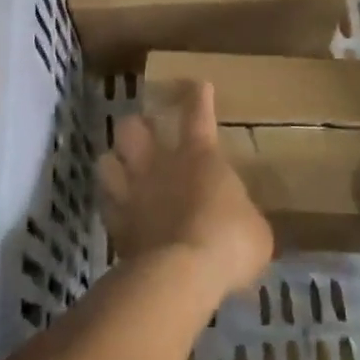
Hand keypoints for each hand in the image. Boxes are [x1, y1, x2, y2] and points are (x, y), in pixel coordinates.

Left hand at [97, 81, 273, 301]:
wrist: (182, 274)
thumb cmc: (230, 242)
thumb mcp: (255, 229)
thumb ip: (241, 214)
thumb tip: (240, 219)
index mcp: (200, 157)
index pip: (198, 115)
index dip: (198, 98)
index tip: (198, 85)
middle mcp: (159, 165)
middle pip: (133, 127)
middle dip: (138, 126)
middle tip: (145, 132)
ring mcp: (131, 193)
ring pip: (106, 160)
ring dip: (114, 162)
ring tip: (121, 169)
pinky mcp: (115, 224)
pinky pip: (104, 204)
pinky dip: (110, 204)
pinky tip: (117, 210)